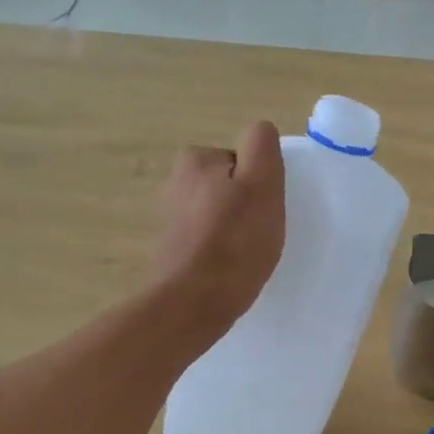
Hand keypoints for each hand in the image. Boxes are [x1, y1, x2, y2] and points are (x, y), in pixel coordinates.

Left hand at [154, 120, 284, 343]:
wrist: (194, 303)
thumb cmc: (234, 243)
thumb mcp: (262, 184)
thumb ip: (261, 146)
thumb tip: (259, 130)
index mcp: (195, 160)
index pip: (242, 161)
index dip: (260, 184)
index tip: (263, 209)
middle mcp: (174, 182)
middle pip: (229, 187)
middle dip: (244, 206)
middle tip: (259, 234)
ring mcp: (169, 219)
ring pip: (217, 215)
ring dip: (232, 230)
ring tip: (245, 256)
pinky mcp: (170, 251)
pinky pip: (206, 241)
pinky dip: (219, 252)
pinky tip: (229, 270)